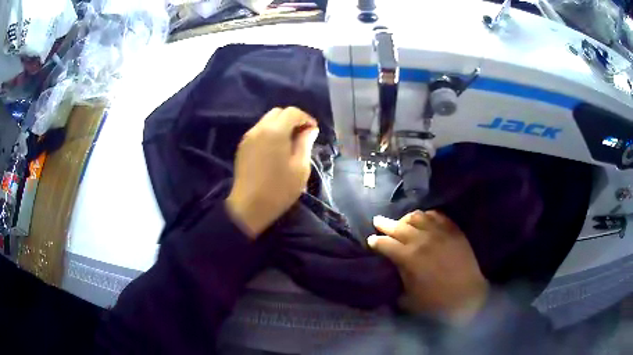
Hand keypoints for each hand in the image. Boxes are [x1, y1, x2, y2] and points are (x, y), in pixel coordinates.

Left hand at [226, 107, 318, 238]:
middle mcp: (259, 128)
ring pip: (267, 120)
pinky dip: (270, 133)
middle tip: (302, 135)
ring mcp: (248, 137)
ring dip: (280, 125)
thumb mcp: (300, 167)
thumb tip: (310, 129)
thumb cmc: (279, 189)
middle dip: (292, 119)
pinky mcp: (242, 146)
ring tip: (290, 143)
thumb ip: (305, 143)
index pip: (292, 112)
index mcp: (275, 131)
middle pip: (278, 112)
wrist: (248, 206)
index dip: (306, 118)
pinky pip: (259, 131)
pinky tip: (276, 149)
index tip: (313, 131)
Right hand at [368, 211, 488, 323]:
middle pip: (398, 226)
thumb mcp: (409, 297)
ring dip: (405, 218)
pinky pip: (437, 215)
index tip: (371, 240)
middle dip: (385, 223)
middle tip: (378, 221)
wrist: (467, 296)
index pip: (385, 244)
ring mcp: (439, 232)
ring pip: (417, 216)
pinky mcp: (453, 230)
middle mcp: (422, 240)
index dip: (376, 241)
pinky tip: (424, 220)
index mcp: (408, 258)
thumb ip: (399, 278)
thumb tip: (394, 268)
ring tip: (402, 221)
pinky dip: (427, 215)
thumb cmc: (436, 302)